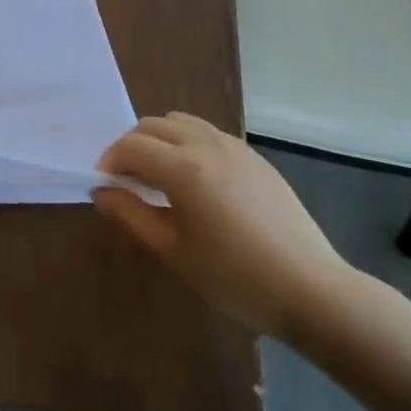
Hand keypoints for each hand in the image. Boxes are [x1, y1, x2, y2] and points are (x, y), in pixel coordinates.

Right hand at [94, 113, 355, 342]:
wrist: (309, 289)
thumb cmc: (234, 277)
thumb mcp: (172, 251)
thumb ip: (131, 215)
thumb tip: (101, 192)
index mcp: (183, 168)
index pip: (130, 146)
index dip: (109, 162)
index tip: (104, 187)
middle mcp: (207, 145)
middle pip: (152, 125)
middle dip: (131, 147)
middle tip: (127, 183)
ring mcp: (235, 147)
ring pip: (181, 122)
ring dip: (159, 140)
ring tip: (158, 177)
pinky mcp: (254, 157)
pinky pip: (207, 133)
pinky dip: (186, 143)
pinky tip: (193, 181)